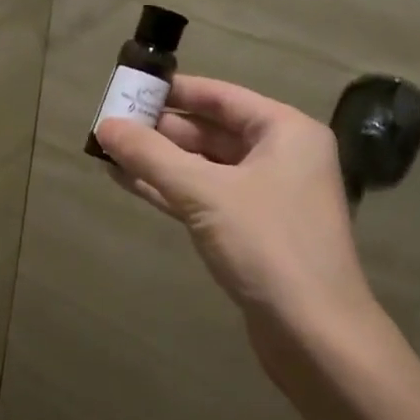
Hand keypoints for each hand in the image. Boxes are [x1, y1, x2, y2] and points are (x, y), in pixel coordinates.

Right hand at [93, 77, 387, 371]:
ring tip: (108, 150)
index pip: (220, 96)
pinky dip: (167, 188)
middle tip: (109, 122)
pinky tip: (126, 181)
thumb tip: (104, 125)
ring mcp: (266, 196)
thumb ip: (151, 156)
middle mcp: (280, 157)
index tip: (129, 85)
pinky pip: (203, 196)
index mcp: (285, 132)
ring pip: (202, 165)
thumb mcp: (203, 192)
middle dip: (159, 128)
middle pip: (210, 130)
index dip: (173, 90)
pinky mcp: (250, 231)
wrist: (315, 335)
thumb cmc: (267, 245)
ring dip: (158, 160)